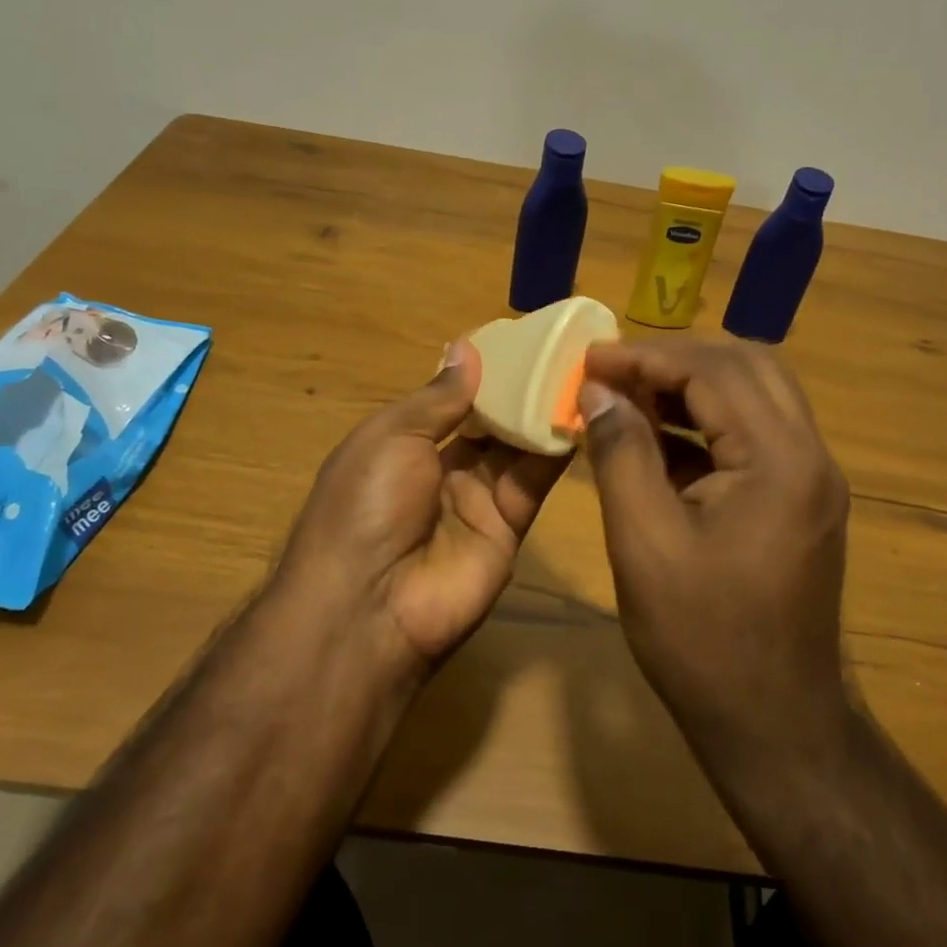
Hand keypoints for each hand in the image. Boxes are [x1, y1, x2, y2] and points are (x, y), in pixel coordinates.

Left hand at [278, 339, 570, 667]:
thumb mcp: (391, 436)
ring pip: (517, 448)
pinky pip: (534, 481)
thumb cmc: (366, 504)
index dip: (485, 374)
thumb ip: (438, 397)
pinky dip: (555, 450)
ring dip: (543, 414)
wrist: (370, 605)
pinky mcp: (510, 527)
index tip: (522, 341)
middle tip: (563, 352)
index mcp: (405, 446)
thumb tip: (466, 348)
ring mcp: (479, 501)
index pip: (453, 402)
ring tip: (579, 373)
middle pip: (490, 424)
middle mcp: (444, 471)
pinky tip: (580, 415)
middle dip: (521, 392)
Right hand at [578, 339, 851, 763]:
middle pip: (747, 366)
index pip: (715, 372)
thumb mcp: (644, 543)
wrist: (774, 724)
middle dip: (676, 359)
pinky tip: (658, 436)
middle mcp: (810, 455)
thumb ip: (622, 453)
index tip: (591, 358)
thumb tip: (599, 390)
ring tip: (629, 393)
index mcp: (781, 461)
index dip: (648, 357)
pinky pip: (755, 434)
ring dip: (693, 385)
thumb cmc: (701, 639)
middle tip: (614, 370)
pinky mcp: (801, 498)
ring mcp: (811, 477)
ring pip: (755, 394)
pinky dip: (706, 422)